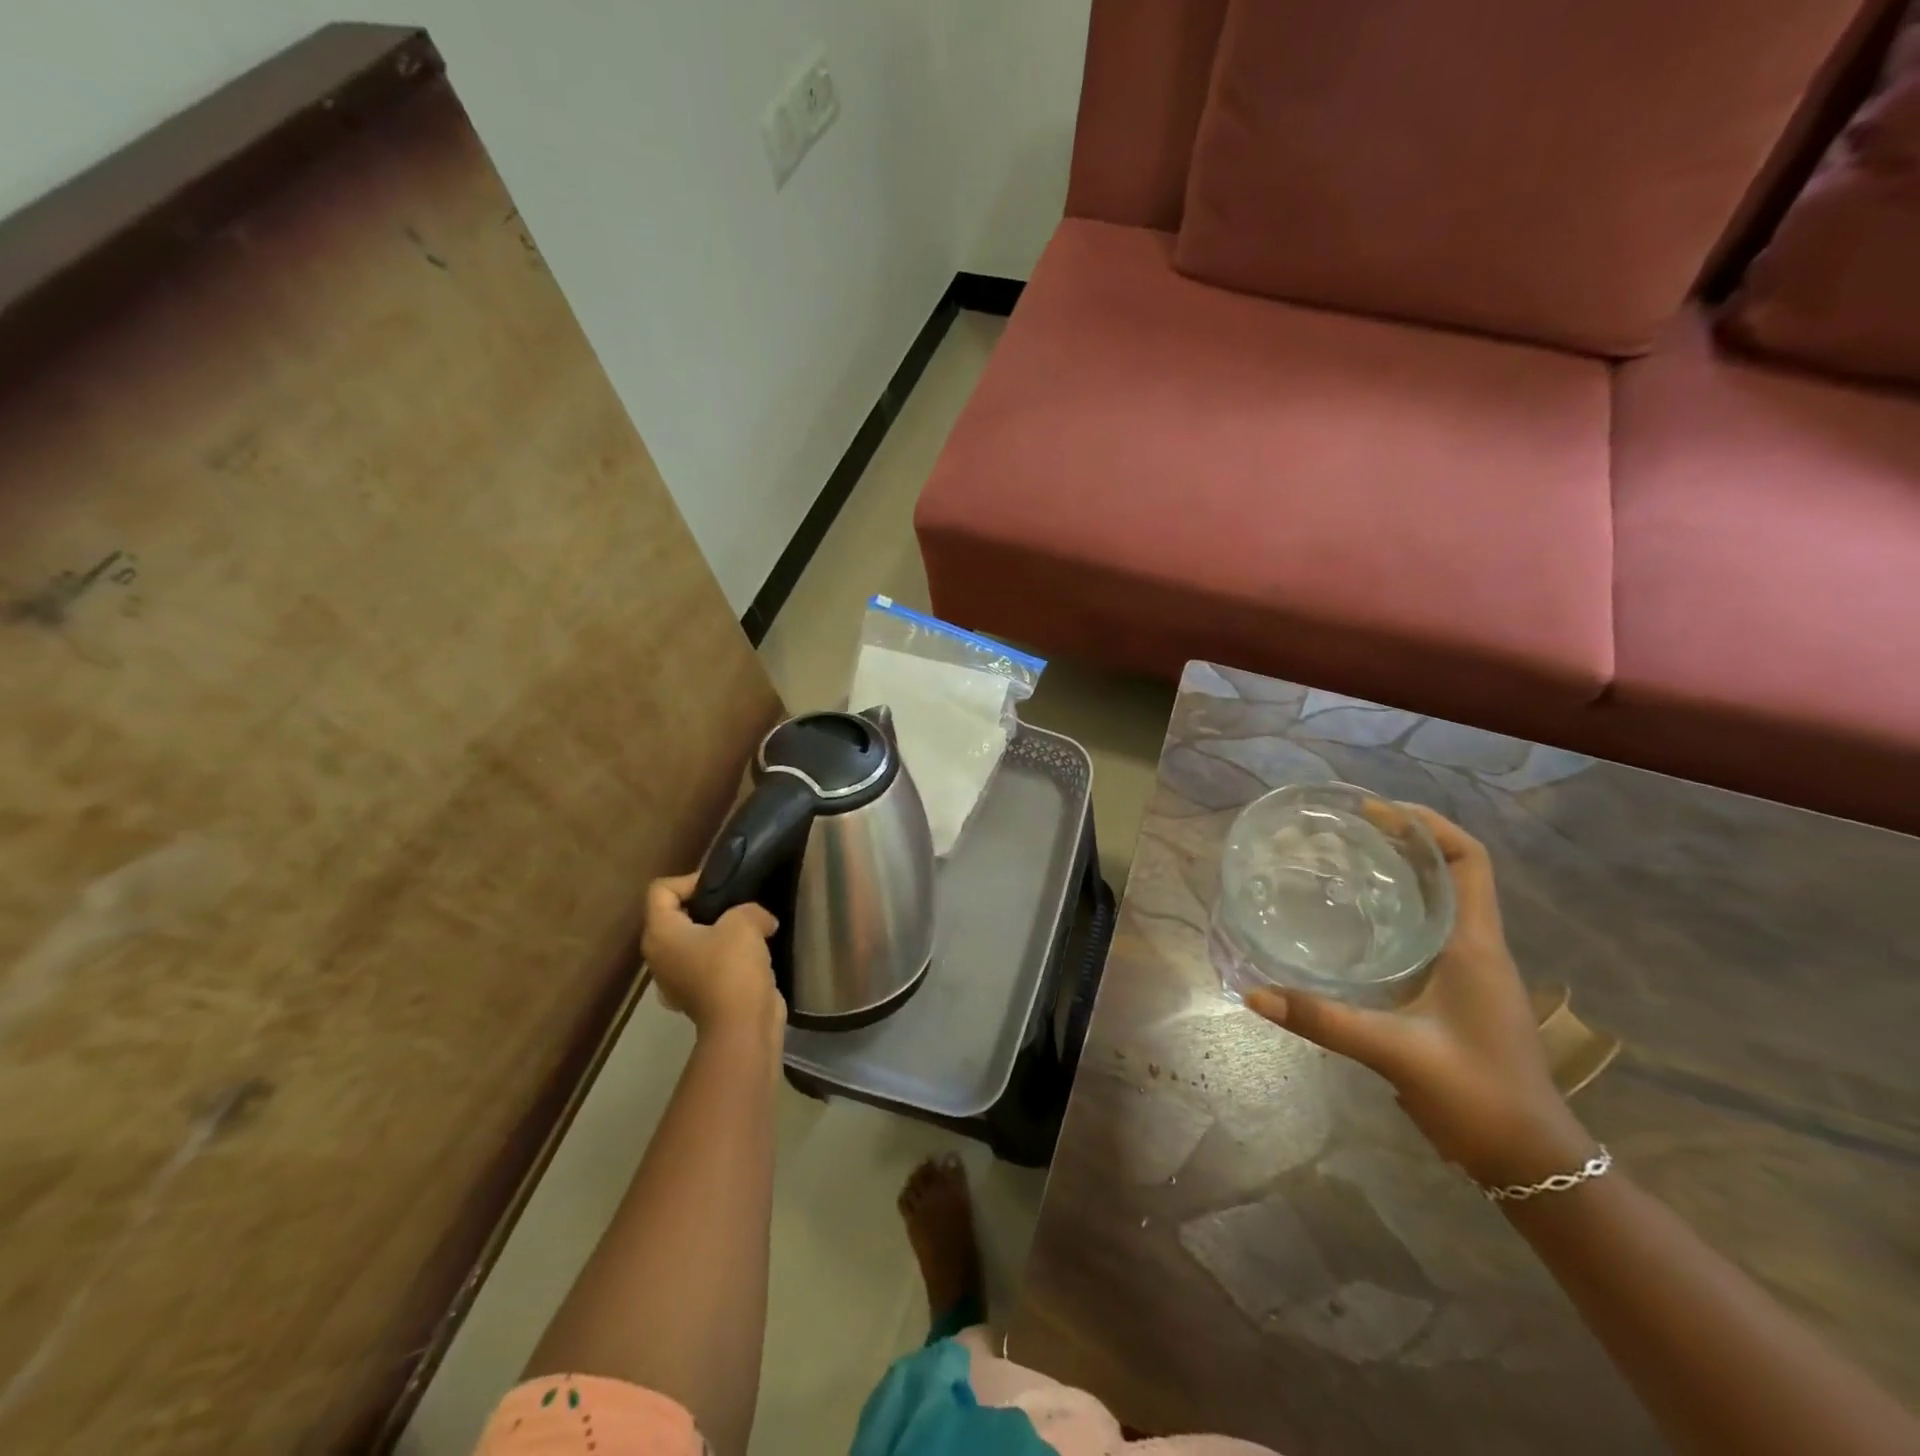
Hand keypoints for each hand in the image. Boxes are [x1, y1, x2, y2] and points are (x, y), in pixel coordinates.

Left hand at [642, 874, 783, 1042]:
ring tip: (748, 930)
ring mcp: (674, 979)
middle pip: (675, 914)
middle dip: (707, 905)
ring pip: (691, 940)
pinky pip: (705, 963)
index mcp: (660, 933)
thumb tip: (761, 922)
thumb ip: (749, 909)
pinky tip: (749, 957)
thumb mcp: (745, 921)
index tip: (721, 888)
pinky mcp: (695, 995)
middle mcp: (658, 955)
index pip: (661, 890)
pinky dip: (723, 957)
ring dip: (717, 932)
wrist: (741, 1025)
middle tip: (737, 905)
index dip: (690, 880)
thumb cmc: (732, 967)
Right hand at [1246, 804, 1591, 1185]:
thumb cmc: (1477, 1096)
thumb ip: (1323, 1020)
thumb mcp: (1395, 1053)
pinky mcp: (1461, 991)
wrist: (1531, 1160)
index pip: (1469, 860)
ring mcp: (1473, 970)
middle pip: (1452, 871)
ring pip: (1442, 900)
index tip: (1376, 811)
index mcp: (1475, 946)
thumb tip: (1254, 994)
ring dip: (1404, 873)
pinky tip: (1358, 922)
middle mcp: (1478, 947)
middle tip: (1347, 829)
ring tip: (1346, 861)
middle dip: (1406, 840)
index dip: (1428, 825)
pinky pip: (1430, 929)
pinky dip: (1399, 909)